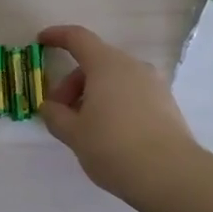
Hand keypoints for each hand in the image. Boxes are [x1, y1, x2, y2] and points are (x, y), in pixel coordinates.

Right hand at [38, 24, 198, 201]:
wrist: (171, 175)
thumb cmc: (114, 147)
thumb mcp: (74, 134)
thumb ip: (55, 115)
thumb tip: (50, 107)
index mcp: (107, 65)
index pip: (78, 38)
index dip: (57, 36)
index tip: (41, 42)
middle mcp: (132, 66)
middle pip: (95, 62)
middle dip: (72, 83)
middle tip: (60, 113)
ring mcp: (154, 84)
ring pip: (115, 79)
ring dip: (94, 95)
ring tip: (85, 128)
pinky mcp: (167, 104)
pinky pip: (132, 94)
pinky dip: (115, 104)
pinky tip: (110, 134)